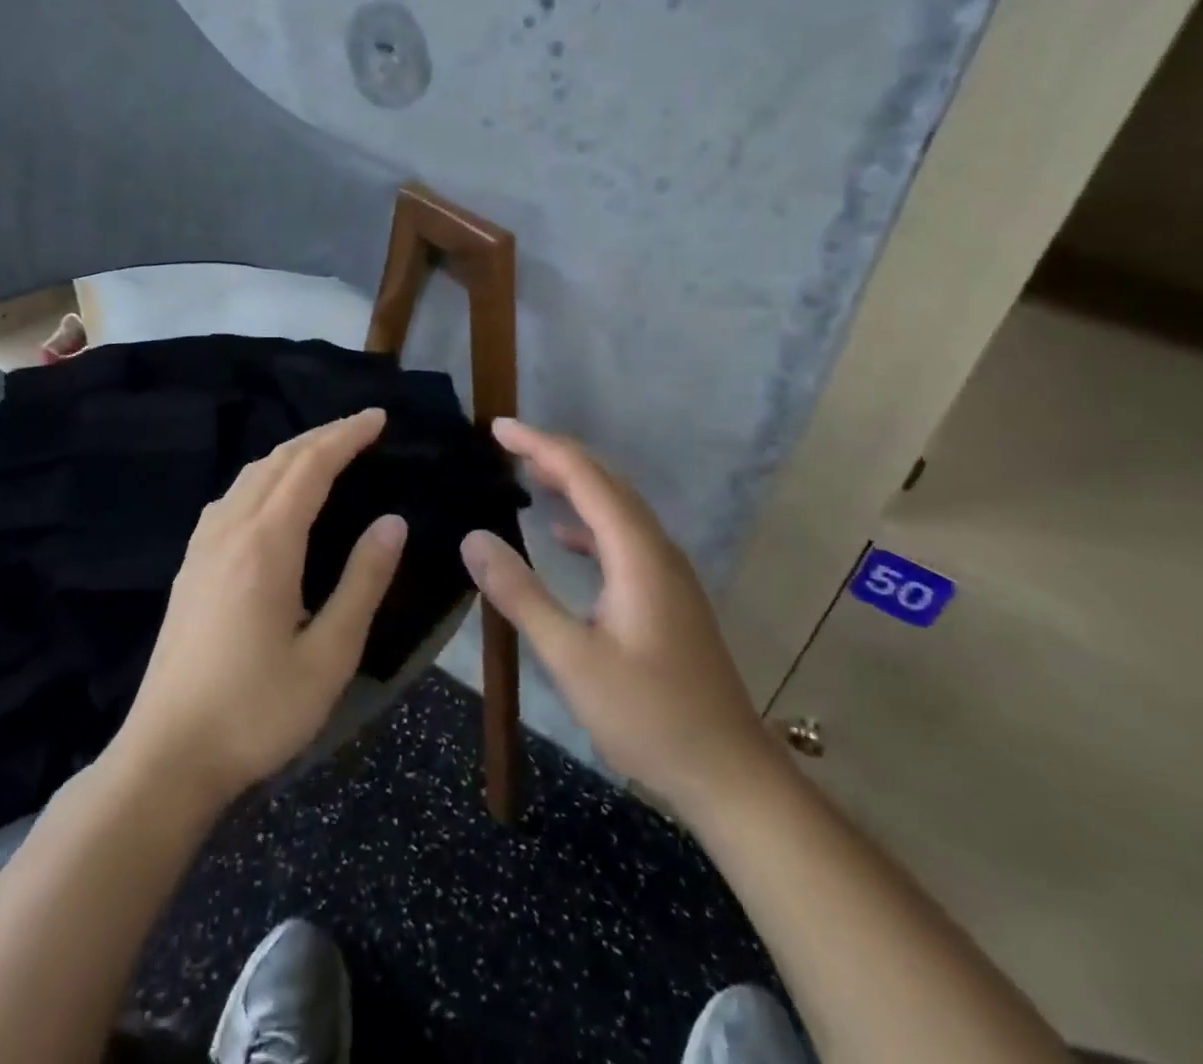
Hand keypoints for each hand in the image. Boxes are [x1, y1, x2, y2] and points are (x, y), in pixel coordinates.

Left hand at [111, 408, 407, 806]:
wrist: (167, 756)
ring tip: (325, 452)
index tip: (378, 417)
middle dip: (322, 435)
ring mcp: (202, 546)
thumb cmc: (257, 710)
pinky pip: (230, 497)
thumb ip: (363, 582)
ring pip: (249, 475)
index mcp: (266, 544)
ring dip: (290, 453)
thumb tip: (392, 521)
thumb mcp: (329, 655)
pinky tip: (272, 496)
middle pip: (277, 460)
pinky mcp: (190, 566)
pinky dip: (263, 476)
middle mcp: (229, 530)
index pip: (310, 467)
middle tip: (362, 427)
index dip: (346, 436)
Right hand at [462, 418, 775, 813]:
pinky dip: (588, 523)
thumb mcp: (572, 658)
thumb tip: (474, 537)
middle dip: (555, 455)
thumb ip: (522, 594)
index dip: (540, 445)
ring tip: (528, 475)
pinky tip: (564, 539)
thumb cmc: (648, 716)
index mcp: (636, 553)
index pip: (585, 476)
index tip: (498, 428)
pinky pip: (623, 538)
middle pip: (604, 482)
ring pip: (616, 507)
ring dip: (573, 484)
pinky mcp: (667, 595)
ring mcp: (667, 572)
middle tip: (505, 444)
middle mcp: (656, 549)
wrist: (728, 773)